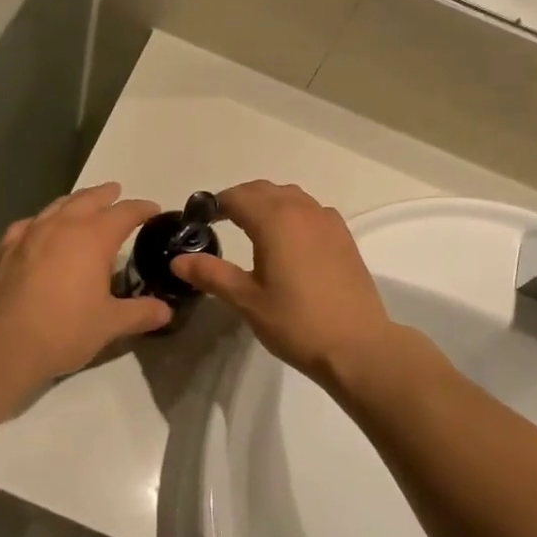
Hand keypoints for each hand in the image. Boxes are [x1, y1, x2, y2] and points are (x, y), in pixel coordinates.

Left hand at [0, 183, 172, 381]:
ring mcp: (31, 233)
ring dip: (75, 201)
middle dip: (106, 194)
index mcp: (94, 237)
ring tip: (82, 204)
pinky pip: (29, 223)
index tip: (153, 210)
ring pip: (58, 205)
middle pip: (89, 199)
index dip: (142, 209)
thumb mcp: (110, 324)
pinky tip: (40, 229)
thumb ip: (140, 313)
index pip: (125, 212)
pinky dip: (43, 221)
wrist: (3, 343)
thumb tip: (166, 311)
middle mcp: (63, 225)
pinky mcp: (7, 248)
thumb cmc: (65, 330)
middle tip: (116, 192)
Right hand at [168, 181, 402, 384]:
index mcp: (274, 219)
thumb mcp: (247, 300)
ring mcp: (327, 220)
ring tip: (253, 229)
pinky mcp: (344, 236)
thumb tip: (178, 260)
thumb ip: (211, 274)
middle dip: (240, 200)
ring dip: (268, 203)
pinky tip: (290, 241)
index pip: (237, 196)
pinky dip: (293, 214)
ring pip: (290, 197)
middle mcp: (302, 210)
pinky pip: (311, 210)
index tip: (200, 221)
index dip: (215, 205)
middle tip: (221, 223)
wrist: (357, 345)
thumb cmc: (296, 322)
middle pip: (263, 190)